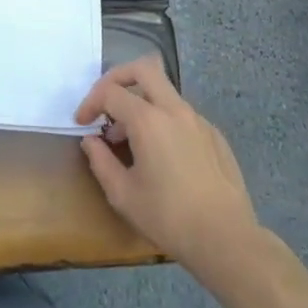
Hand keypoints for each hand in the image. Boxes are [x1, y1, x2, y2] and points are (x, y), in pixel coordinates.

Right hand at [74, 56, 257, 275]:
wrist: (225, 238)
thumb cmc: (168, 217)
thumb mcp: (123, 194)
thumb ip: (100, 161)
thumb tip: (90, 141)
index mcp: (148, 120)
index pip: (111, 92)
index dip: (90, 102)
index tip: (82, 123)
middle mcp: (174, 110)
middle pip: (144, 68)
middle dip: (118, 77)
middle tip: (106, 102)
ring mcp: (198, 120)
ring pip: (164, 91)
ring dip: (141, 102)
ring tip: (130, 138)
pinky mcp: (214, 135)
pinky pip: (182, 114)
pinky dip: (164, 120)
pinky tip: (162, 155)